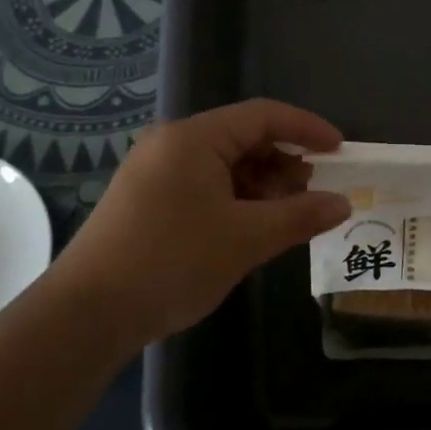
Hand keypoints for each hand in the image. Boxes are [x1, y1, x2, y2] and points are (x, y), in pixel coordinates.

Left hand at [51, 99, 351, 346]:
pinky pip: (204, 185)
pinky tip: (252, 228)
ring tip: (287, 216)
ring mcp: (155, 171)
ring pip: (223, 165)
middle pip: (243, 138)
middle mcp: (171, 144)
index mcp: (193, 138)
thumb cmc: (172, 262)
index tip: (339, 150)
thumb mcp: (246, 239)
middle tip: (314, 193)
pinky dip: (235, 200)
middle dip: (284, 162)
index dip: (306, 128)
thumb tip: (342, 203)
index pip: (262, 116)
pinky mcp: (147, 199)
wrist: (88, 314)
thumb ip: (299, 215)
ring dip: (262, 185)